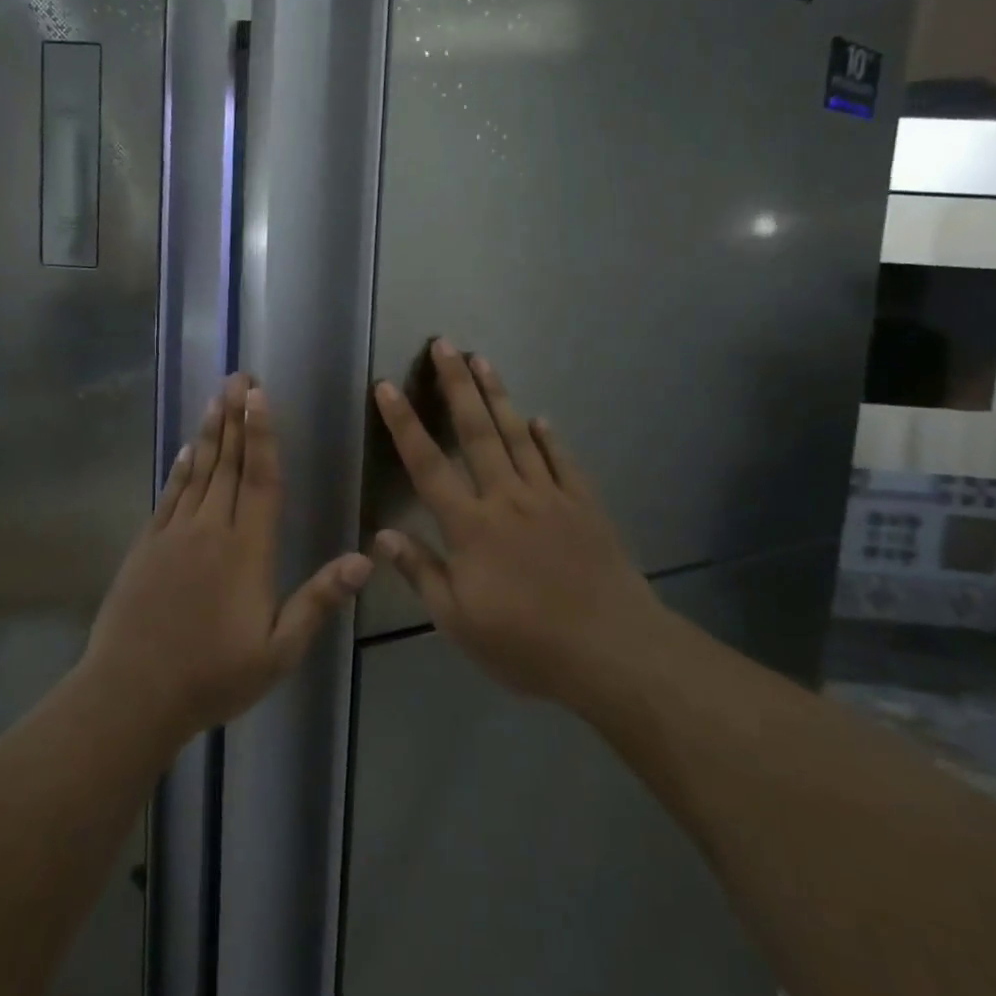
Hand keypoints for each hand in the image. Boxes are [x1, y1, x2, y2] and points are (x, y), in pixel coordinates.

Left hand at [84, 373, 372, 742]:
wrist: (132, 694)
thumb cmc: (213, 676)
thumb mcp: (278, 651)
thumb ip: (318, 601)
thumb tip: (365, 560)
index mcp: (247, 551)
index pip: (260, 480)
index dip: (262, 435)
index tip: (259, 396)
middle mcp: (211, 531)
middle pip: (227, 464)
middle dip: (236, 418)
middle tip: (239, 376)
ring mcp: (174, 535)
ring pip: (197, 472)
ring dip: (209, 433)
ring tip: (216, 398)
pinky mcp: (147, 547)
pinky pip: (169, 496)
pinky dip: (179, 469)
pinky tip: (185, 450)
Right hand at [372, 340, 657, 704]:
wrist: (611, 651)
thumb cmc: (526, 644)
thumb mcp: (459, 622)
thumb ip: (422, 573)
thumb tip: (384, 535)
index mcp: (471, 526)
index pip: (427, 465)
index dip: (404, 424)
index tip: (387, 387)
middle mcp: (507, 498)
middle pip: (477, 432)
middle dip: (457, 386)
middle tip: (446, 344)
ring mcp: (550, 497)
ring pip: (518, 435)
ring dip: (499, 396)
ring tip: (483, 361)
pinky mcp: (584, 505)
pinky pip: (562, 462)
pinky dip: (549, 438)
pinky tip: (540, 419)